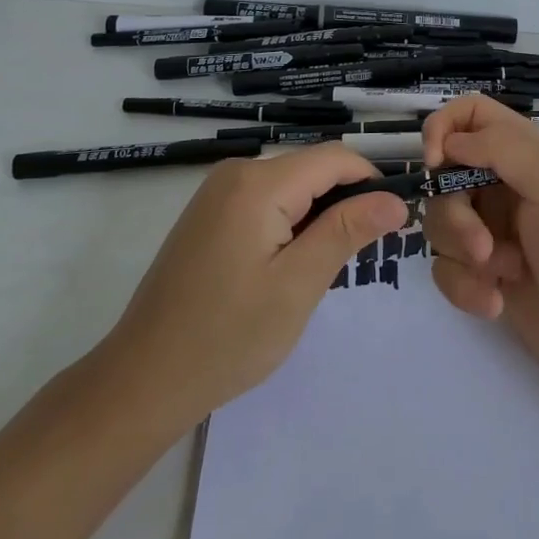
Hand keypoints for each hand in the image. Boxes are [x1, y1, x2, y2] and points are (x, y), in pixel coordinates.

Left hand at [95, 145, 406, 429]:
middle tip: (356, 258)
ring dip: (317, 216)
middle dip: (343, 202)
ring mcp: (218, 191)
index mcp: (258, 182)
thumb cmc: (226, 337)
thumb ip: (346, 231)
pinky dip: (290, 222)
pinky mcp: (210, 212)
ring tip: (321, 269)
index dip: (372, 182)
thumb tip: (395, 199)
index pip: (335, 158)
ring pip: (292, 185)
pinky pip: (267, 200)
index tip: (393, 224)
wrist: (142, 380)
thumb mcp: (298, 285)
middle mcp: (237, 172)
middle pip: (312, 168)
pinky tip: (286, 266)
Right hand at [421, 94, 538, 390]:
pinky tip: (496, 302)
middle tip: (482, 245)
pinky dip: (464, 287)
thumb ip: (502, 147)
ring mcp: (492, 229)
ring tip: (501, 275)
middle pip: (445, 176)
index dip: (444, 128)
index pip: (471, 114)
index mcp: (526, 152)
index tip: (435, 162)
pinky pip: (445, 267)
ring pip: (440, 222)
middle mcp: (504, 184)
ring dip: (463, 253)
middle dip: (456, 214)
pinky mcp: (484, 272)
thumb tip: (449, 142)